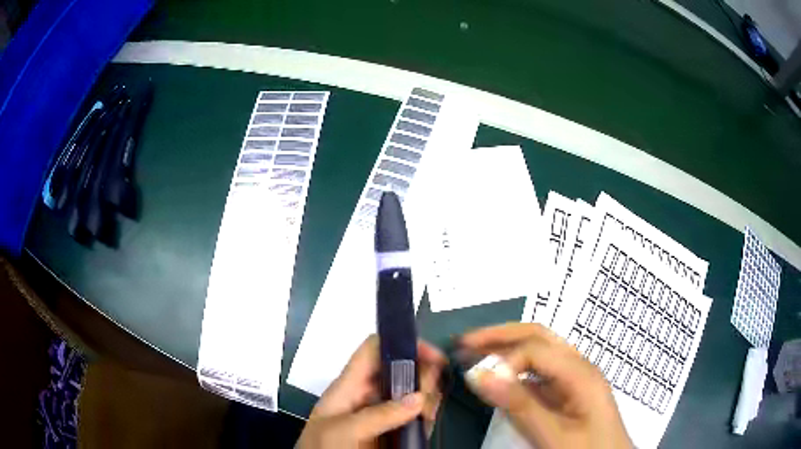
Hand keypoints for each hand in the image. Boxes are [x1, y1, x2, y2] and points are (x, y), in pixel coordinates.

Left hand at [297, 335, 446, 448]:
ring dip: (427, 397)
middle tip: (432, 392)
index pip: (374, 350)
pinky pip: (415, 416)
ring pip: (412, 393)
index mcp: (349, 386)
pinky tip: (428, 421)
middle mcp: (369, 395)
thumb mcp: (341, 430)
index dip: (401, 344)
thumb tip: (419, 398)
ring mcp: (382, 414)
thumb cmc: (322, 448)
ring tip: (429, 413)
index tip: (430, 355)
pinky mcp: (392, 431)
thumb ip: (377, 415)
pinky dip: (426, 415)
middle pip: (400, 370)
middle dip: (421, 374)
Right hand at [460, 323, 631, 448]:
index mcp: (581, 373)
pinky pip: (540, 373)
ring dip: (507, 348)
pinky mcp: (568, 393)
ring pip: (539, 351)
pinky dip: (515, 370)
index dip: (503, 359)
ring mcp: (574, 379)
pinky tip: (500, 378)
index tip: (475, 380)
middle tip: (464, 342)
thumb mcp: (554, 435)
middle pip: (539, 337)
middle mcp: (579, 367)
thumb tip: (481, 374)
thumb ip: (520, 405)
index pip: (536, 349)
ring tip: (475, 353)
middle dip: (500, 336)